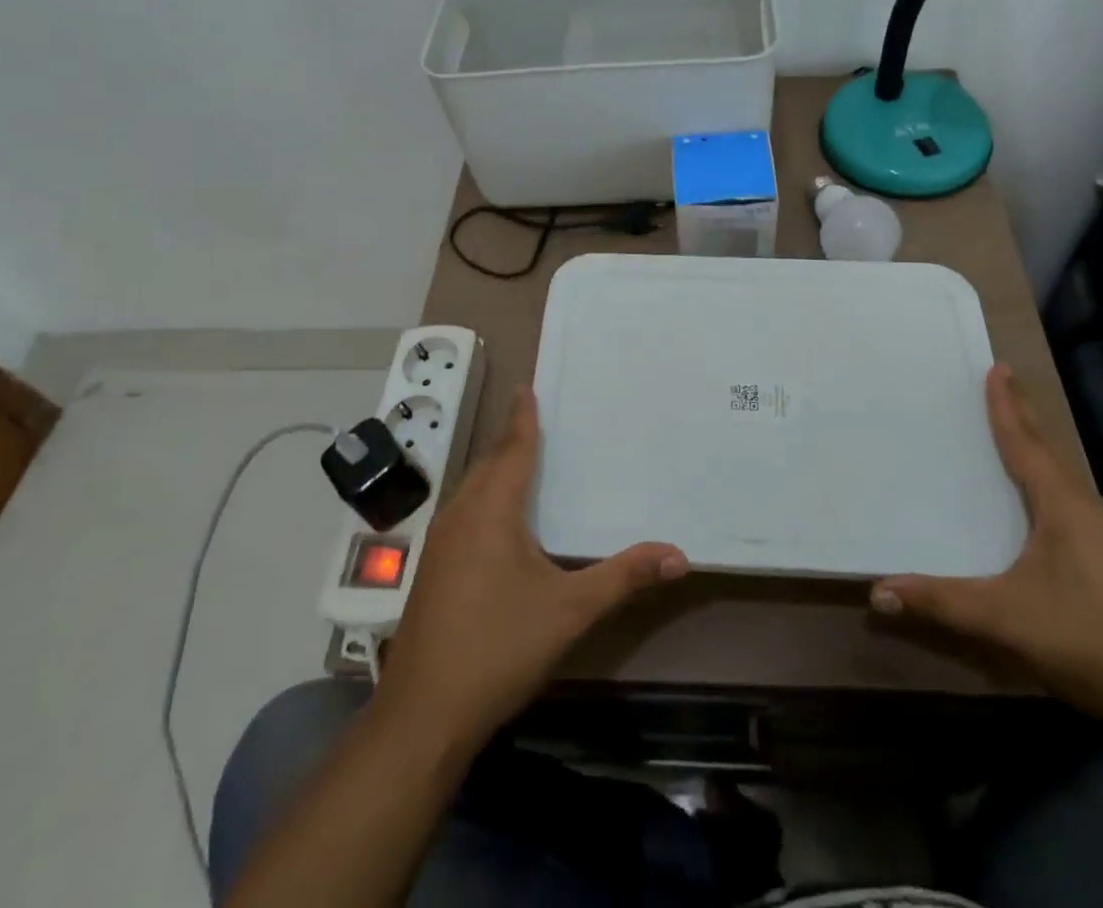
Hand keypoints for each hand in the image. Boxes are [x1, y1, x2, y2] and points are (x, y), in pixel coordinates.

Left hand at [378, 386, 686, 749]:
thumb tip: (679, 554)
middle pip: (490, 464)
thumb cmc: (499, 647)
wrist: (423, 715)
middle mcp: (461, 514)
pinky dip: (485, 499)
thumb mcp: (571, 610)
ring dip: (497, 471)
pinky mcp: (432, 569)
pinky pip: (464, 513)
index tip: (527, 387)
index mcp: (492, 509)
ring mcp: (440, 543)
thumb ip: (623, 577)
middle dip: (513, 441)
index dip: (523, 417)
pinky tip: (500, 523)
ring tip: (525, 464)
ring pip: (472, 489)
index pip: (512, 447)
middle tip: (541, 423)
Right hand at [871, 365, 1102, 731]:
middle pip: (1048, 451)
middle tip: (1002, 383)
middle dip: (1023, 417)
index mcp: (1065, 505)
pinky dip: (1046, 482)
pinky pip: (1069, 502)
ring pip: (1062, 478)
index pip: (1026, 443)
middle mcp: (1088, 509)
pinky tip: (1038, 502)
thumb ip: (942, 602)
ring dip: (1036, 450)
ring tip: (1014, 433)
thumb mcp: (1007, 619)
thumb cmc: (1092, 640)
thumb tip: (878, 592)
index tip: (997, 368)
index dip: (1007, 406)